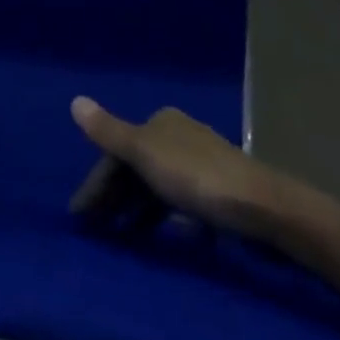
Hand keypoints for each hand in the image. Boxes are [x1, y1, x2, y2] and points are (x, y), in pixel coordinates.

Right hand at [69, 97, 334, 242]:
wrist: (264, 209)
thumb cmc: (197, 177)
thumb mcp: (145, 153)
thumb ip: (109, 131)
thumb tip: (75, 101)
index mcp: (161, 122)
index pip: (117, 150)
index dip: (97, 181)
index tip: (80, 216)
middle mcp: (180, 137)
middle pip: (137, 168)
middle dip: (115, 197)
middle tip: (95, 230)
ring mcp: (202, 165)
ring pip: (159, 187)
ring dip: (138, 210)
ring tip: (122, 238)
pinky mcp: (221, 195)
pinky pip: (182, 205)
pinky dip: (168, 219)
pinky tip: (166, 238)